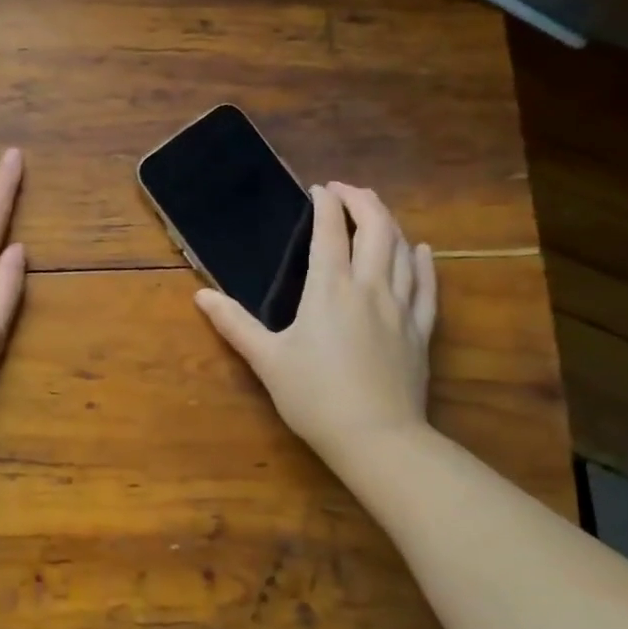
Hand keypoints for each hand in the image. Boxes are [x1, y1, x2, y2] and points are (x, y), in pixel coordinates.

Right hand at [196, 184, 435, 467]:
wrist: (376, 438)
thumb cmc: (314, 396)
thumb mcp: (266, 359)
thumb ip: (234, 324)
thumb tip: (200, 296)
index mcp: (330, 288)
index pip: (329, 232)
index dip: (325, 205)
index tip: (318, 190)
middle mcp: (369, 287)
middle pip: (375, 228)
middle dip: (362, 201)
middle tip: (346, 191)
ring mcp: (401, 307)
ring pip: (402, 250)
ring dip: (390, 222)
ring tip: (376, 210)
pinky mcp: (420, 330)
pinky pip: (427, 286)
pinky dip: (422, 262)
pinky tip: (420, 250)